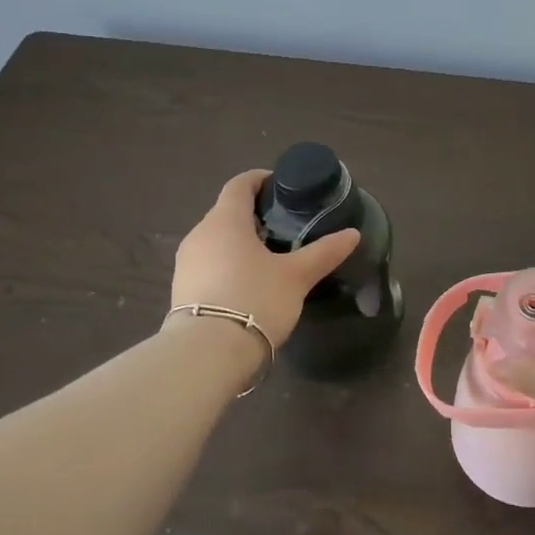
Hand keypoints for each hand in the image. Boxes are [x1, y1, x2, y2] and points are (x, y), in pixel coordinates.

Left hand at [168, 170, 360, 348]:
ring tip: (269, 258)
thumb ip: (324, 252)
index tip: (281, 187)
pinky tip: (247, 285)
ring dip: (239, 242)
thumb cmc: (254, 300)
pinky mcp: (181, 289)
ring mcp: (186, 263)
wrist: (206, 354)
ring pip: (216, 240)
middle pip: (227, 212)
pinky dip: (228, 264)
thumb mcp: (296, 276)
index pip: (239, 185)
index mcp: (226, 220)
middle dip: (253, 215)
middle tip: (284, 227)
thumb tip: (353, 234)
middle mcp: (200, 233)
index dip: (260, 180)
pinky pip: (208, 264)